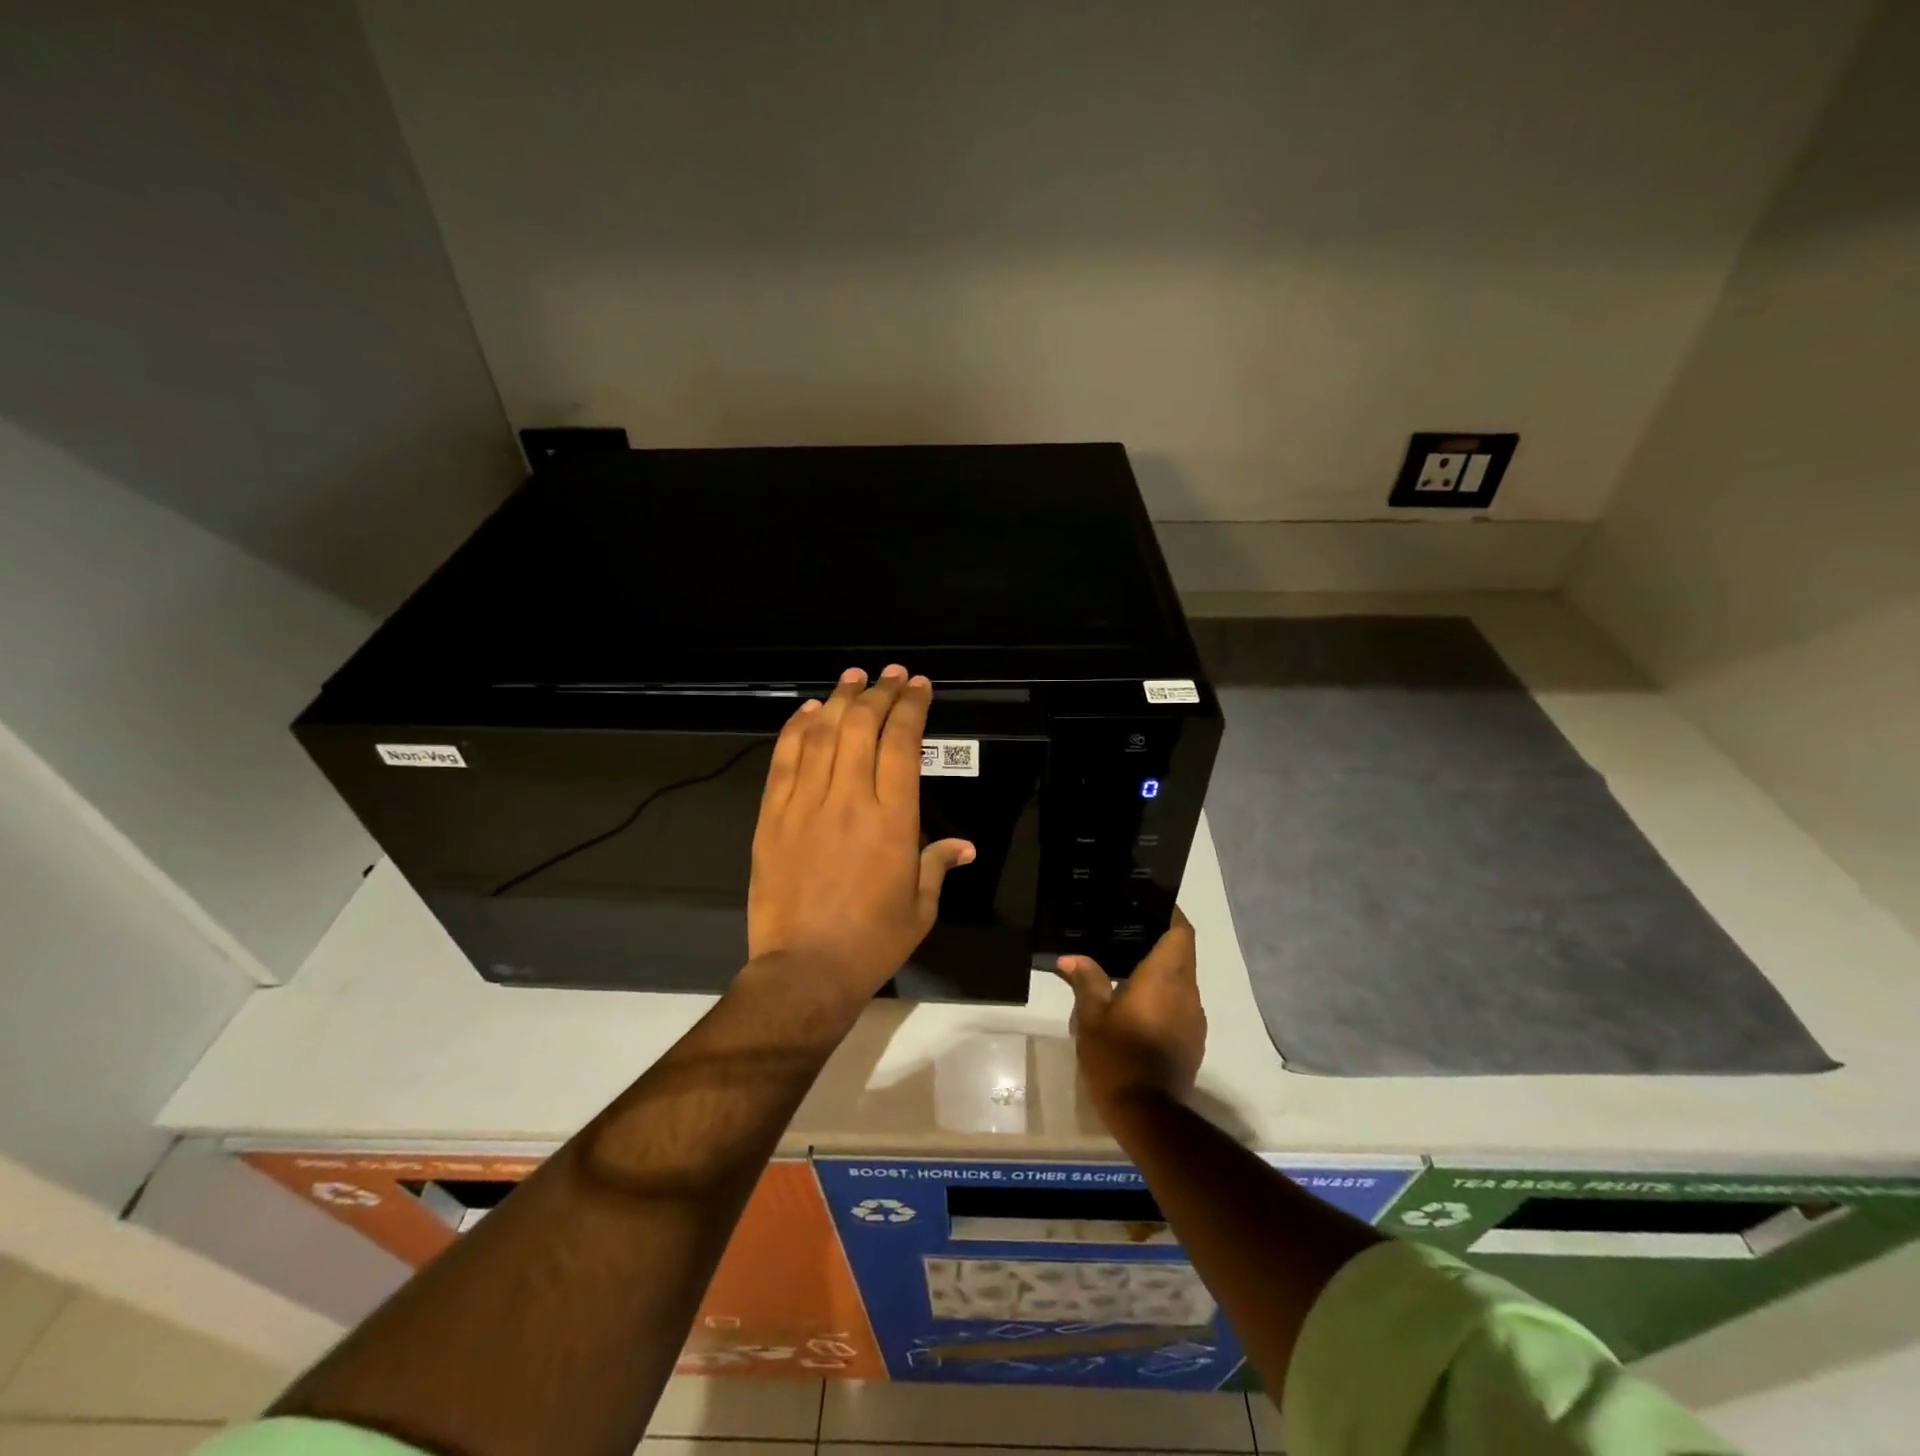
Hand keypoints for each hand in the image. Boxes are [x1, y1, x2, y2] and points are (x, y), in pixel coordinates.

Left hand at [748, 665, 975, 1004]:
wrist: (804, 970)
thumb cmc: (872, 942)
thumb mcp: (920, 907)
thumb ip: (938, 865)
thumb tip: (964, 845)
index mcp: (893, 820)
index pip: (902, 744)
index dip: (911, 708)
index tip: (919, 687)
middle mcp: (850, 800)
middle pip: (862, 727)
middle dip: (879, 693)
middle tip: (891, 675)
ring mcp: (805, 805)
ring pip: (823, 734)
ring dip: (839, 699)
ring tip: (853, 677)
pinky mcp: (772, 816)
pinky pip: (784, 760)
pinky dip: (796, 729)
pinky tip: (808, 710)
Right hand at [1056, 909, 1205, 1117]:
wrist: (1148, 1114)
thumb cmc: (1117, 1057)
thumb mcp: (1091, 1017)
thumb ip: (1086, 981)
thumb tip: (1071, 959)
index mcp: (1164, 978)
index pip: (1181, 932)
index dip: (1171, 914)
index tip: (1150, 905)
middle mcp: (1187, 993)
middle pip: (1183, 954)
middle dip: (1161, 941)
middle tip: (1127, 934)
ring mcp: (1194, 1019)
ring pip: (1183, 981)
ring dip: (1163, 972)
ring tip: (1129, 968)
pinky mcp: (1193, 1041)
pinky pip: (1182, 1005)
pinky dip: (1165, 997)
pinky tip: (1139, 1005)